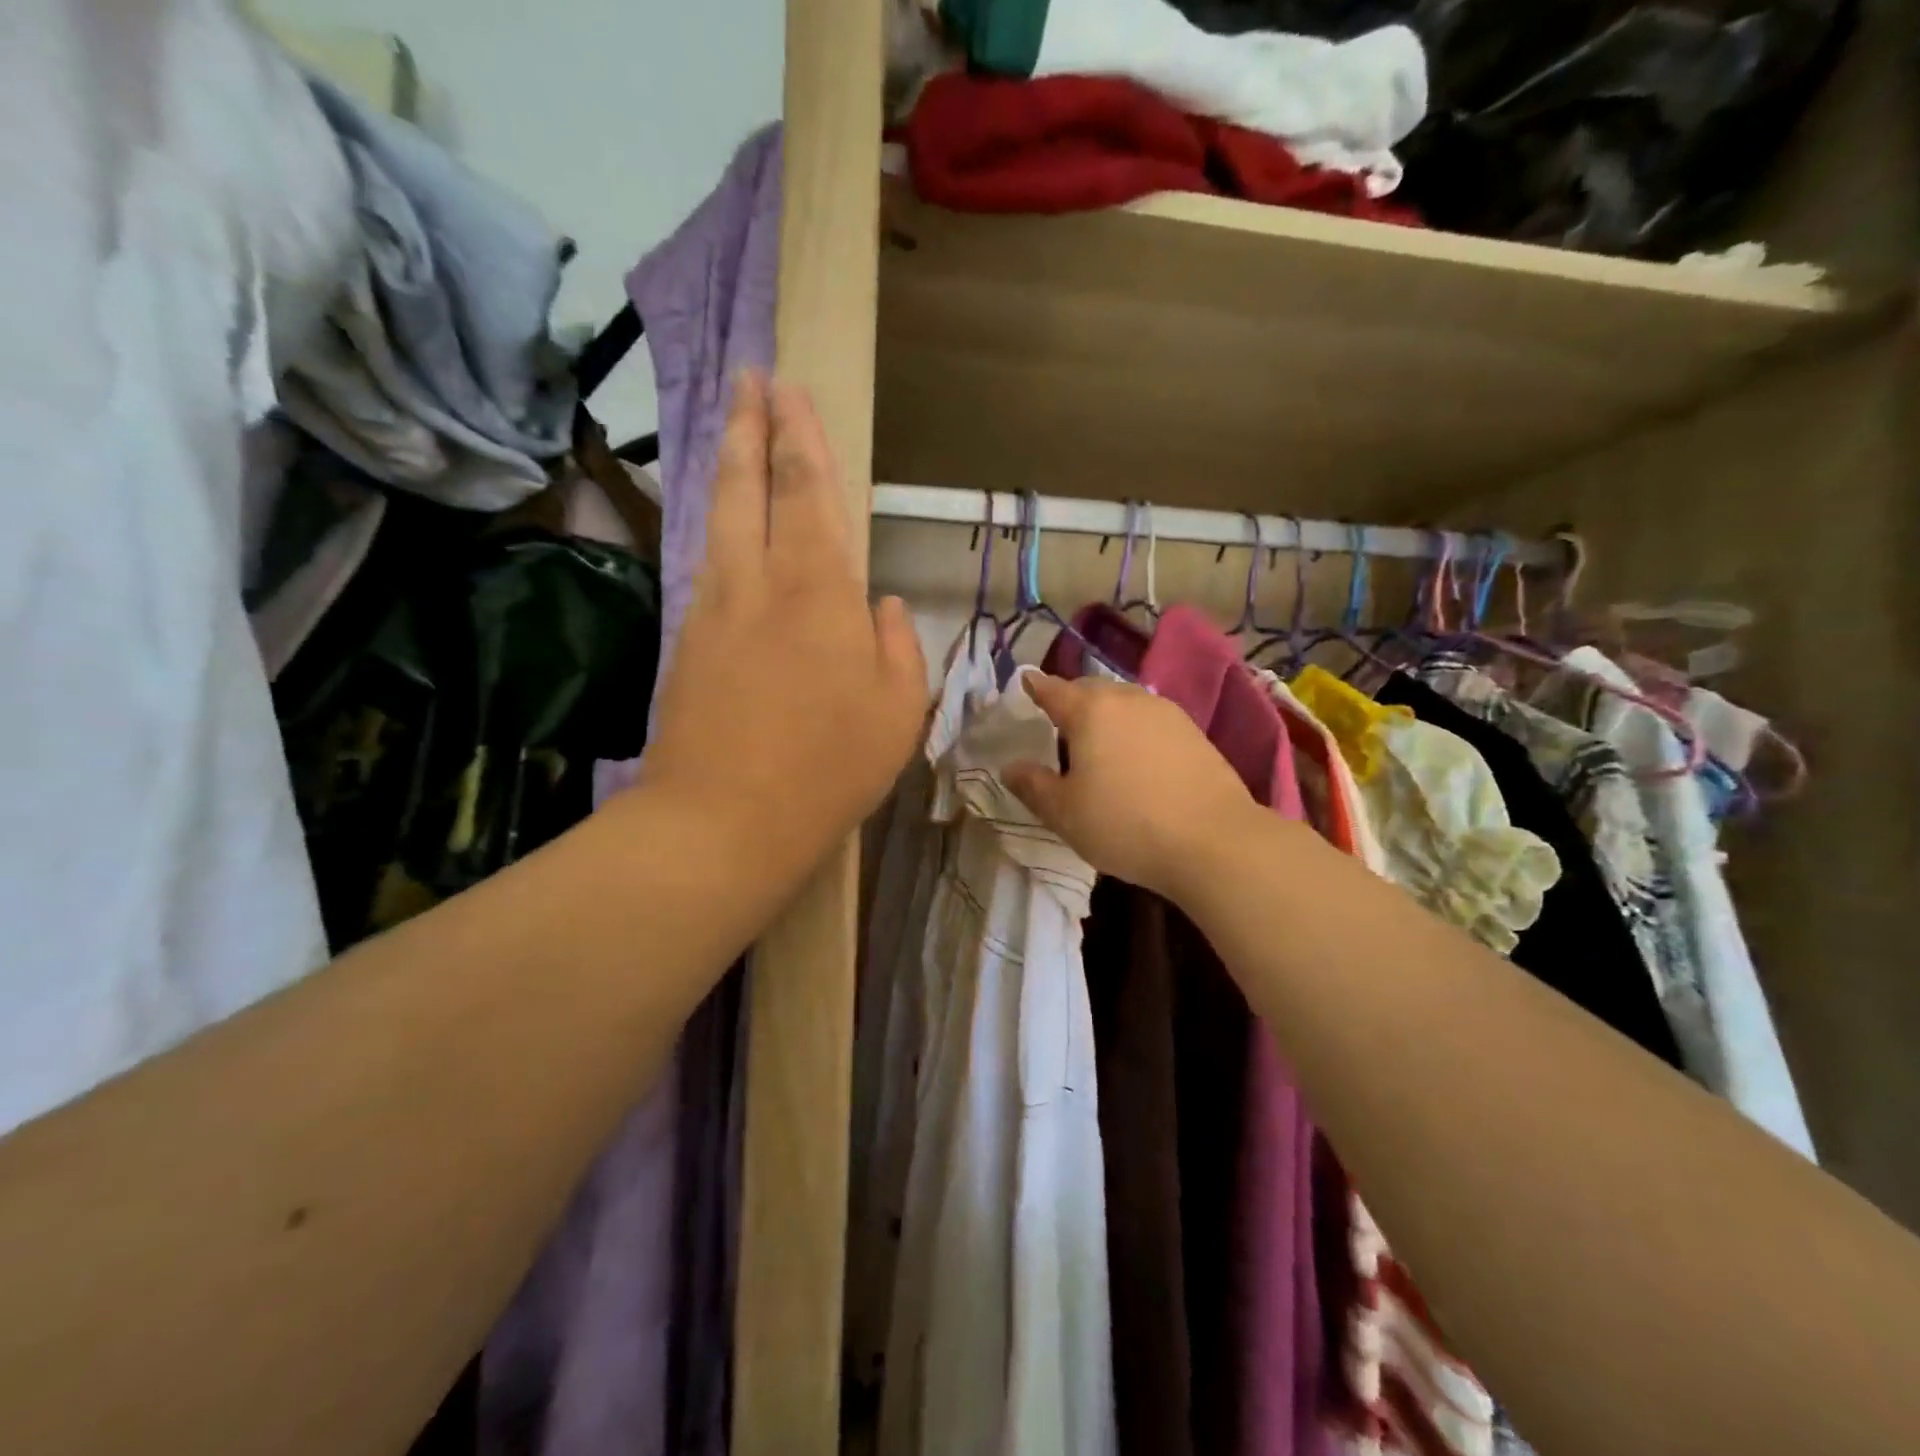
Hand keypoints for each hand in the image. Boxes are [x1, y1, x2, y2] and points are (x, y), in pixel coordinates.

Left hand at [638, 371, 928, 888]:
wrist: (723, 821)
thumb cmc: (829, 766)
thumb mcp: (899, 710)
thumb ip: (898, 645)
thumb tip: (883, 607)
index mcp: (819, 590)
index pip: (806, 488)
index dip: (798, 433)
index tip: (787, 388)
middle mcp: (758, 582)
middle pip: (745, 483)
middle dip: (748, 423)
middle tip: (747, 377)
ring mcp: (712, 610)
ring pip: (717, 518)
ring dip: (725, 467)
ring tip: (730, 432)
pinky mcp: (686, 643)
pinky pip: (707, 566)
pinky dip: (717, 529)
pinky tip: (724, 530)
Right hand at [1004, 673, 1259, 901]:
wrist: (1214, 842)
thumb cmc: (1126, 824)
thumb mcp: (1064, 813)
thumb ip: (1033, 785)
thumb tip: (1010, 767)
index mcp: (1090, 711)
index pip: (1053, 690)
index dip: (1036, 688)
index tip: (1025, 683)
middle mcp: (1128, 699)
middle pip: (1091, 690)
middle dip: (1071, 700)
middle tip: (1058, 724)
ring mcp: (1166, 712)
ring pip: (1124, 702)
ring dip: (1105, 715)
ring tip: (1097, 743)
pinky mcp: (1194, 732)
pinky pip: (1150, 720)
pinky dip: (1134, 729)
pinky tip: (1136, 757)